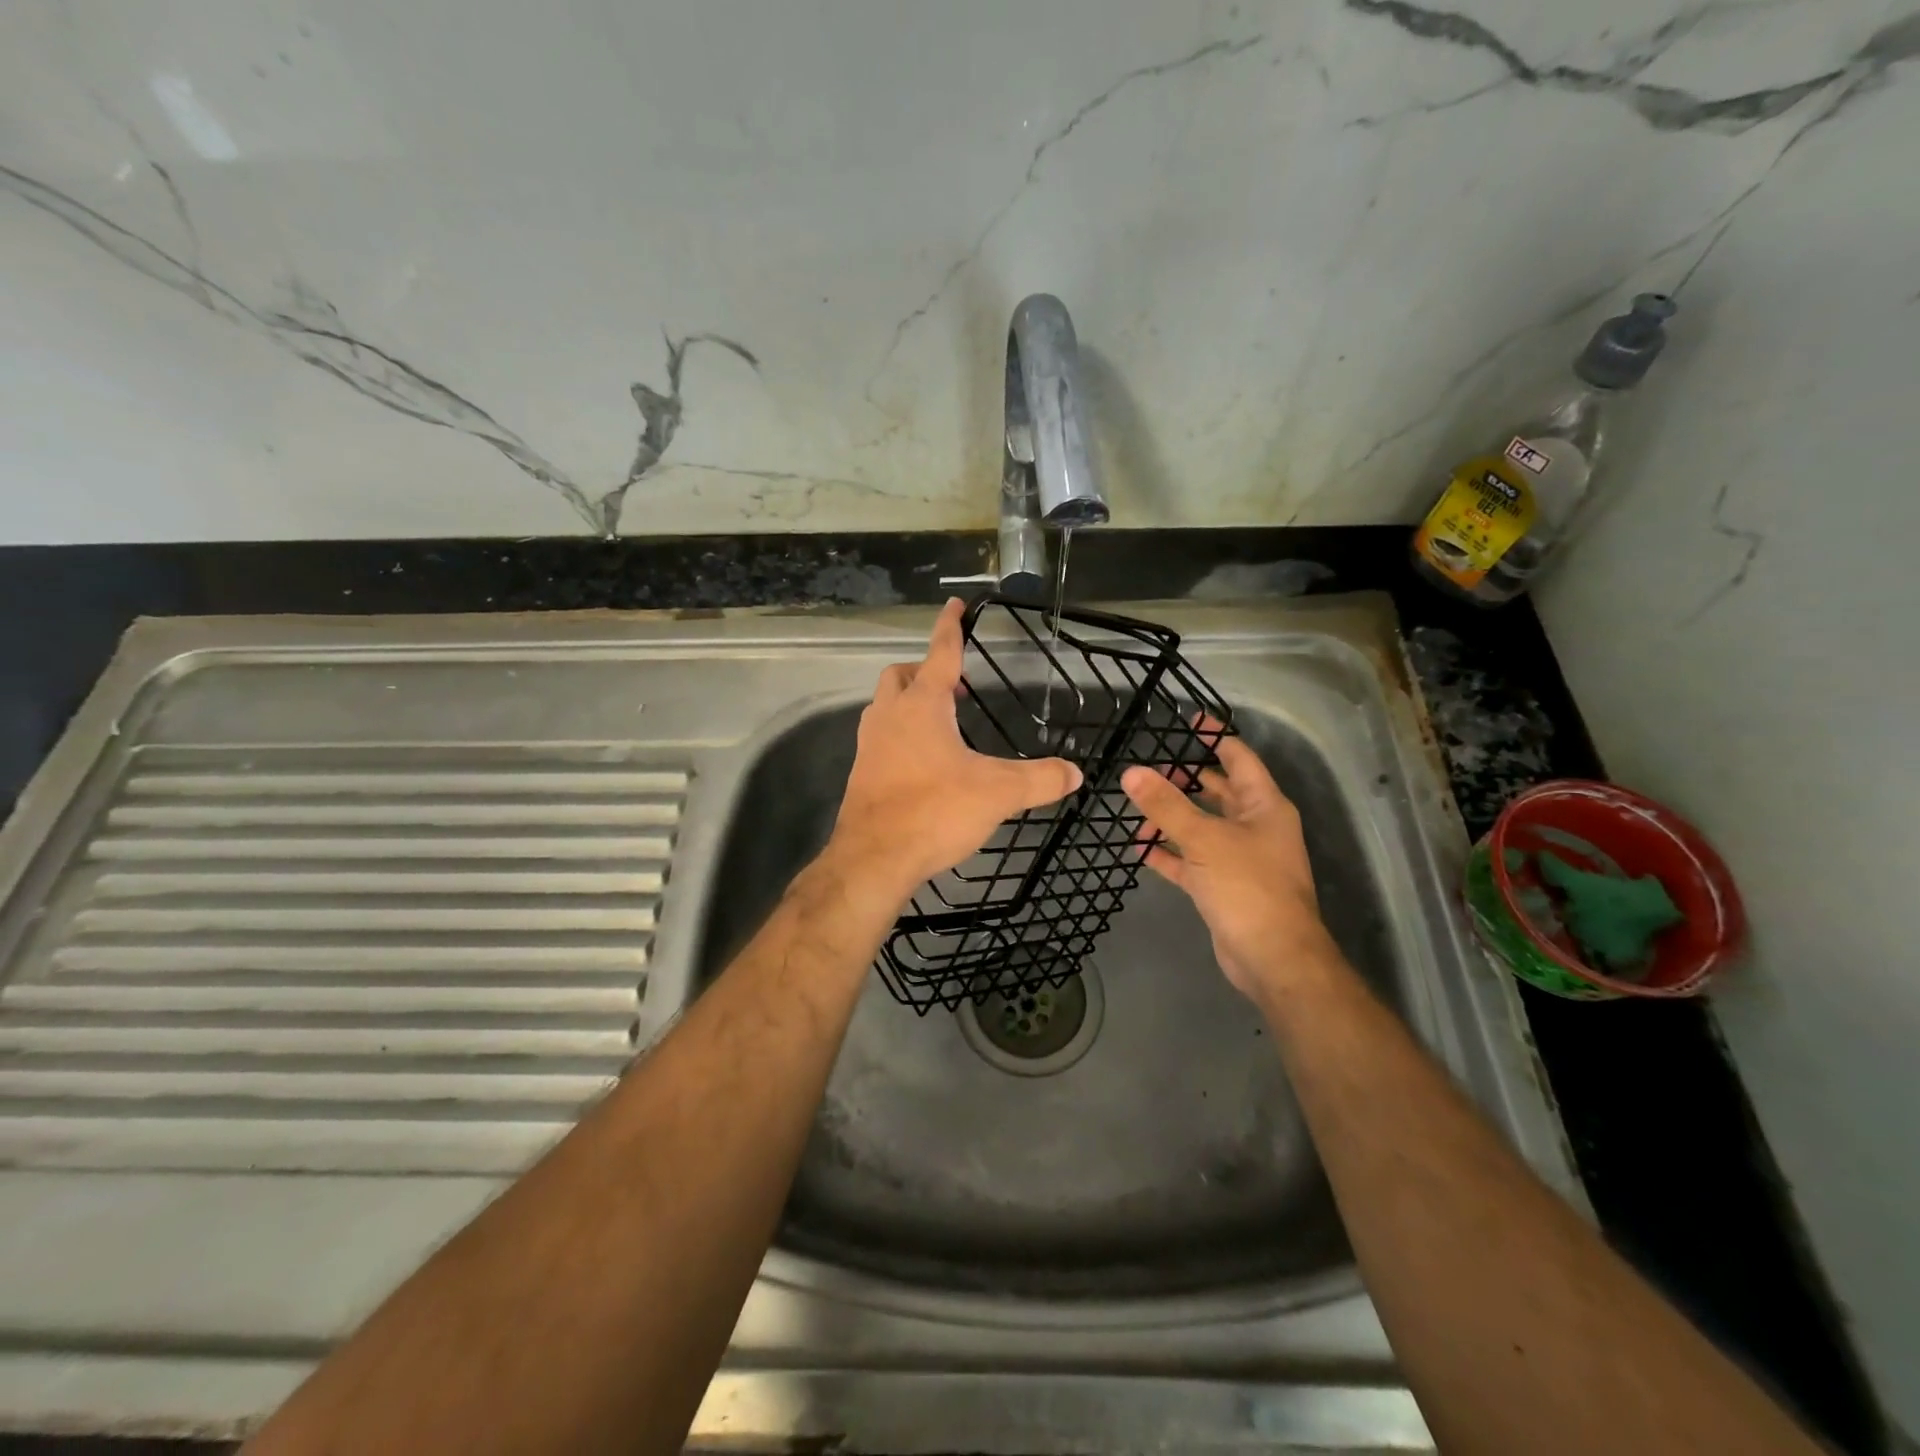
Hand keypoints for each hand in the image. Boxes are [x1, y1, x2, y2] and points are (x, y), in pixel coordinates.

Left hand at [829, 599, 1082, 903]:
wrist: (873, 858)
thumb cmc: (934, 810)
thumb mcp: (997, 793)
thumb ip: (1039, 779)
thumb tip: (1076, 773)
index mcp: (922, 705)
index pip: (939, 652)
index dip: (950, 626)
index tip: (955, 604)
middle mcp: (889, 716)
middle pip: (900, 675)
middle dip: (924, 669)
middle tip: (954, 686)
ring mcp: (869, 744)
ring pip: (884, 705)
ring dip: (909, 702)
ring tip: (941, 722)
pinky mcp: (862, 772)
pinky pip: (880, 737)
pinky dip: (899, 734)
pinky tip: (922, 761)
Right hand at [1121, 724, 1338, 1000]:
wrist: (1273, 958)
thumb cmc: (1248, 887)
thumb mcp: (1204, 839)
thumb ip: (1166, 805)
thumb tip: (1131, 772)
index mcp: (1264, 806)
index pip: (1238, 758)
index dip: (1214, 738)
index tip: (1187, 721)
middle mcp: (1254, 827)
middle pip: (1216, 792)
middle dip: (1183, 780)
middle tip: (1146, 770)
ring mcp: (1238, 858)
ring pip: (1200, 826)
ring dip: (1171, 818)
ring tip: (1135, 810)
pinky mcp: (1222, 886)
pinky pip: (1191, 860)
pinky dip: (1168, 853)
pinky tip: (1140, 847)